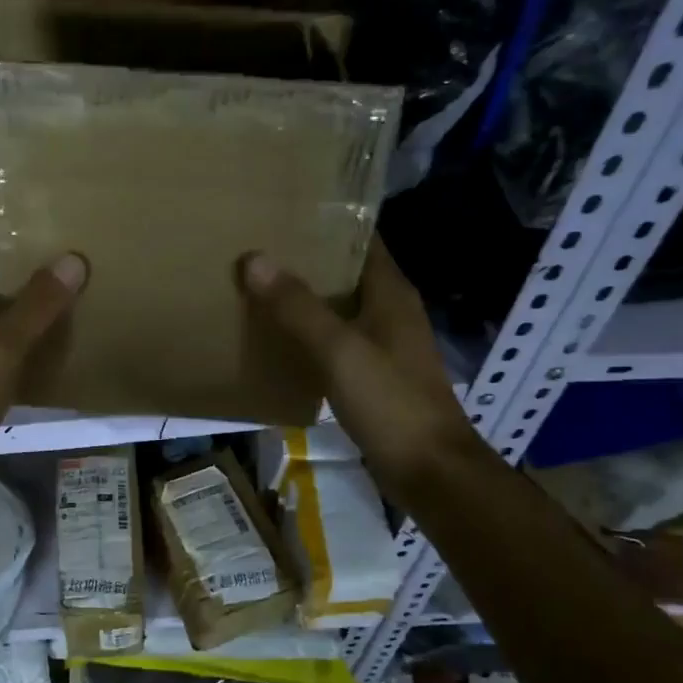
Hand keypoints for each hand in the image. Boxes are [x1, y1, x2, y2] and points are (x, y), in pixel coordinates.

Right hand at [240, 238, 480, 495]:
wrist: (429, 470)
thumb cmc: (390, 402)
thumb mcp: (339, 350)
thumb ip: (297, 307)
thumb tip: (253, 259)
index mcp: (390, 292)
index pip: (360, 238)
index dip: (325, 222)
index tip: (280, 211)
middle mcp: (390, 310)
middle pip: (345, 272)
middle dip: (305, 260)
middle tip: (255, 248)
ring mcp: (383, 345)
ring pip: (338, 308)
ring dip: (304, 299)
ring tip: (256, 287)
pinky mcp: (374, 376)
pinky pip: (335, 342)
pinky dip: (308, 335)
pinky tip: (276, 339)